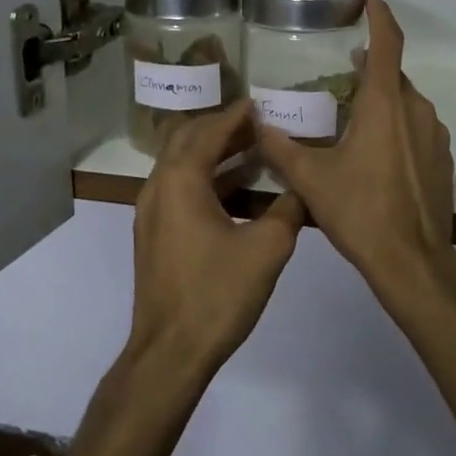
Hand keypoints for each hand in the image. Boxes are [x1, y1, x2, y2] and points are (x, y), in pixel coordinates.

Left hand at [130, 99, 304, 376]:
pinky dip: (205, 179)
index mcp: (181, 181)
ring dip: (212, 153)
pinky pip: (178, 189)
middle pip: (185, 140)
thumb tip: (304, 189)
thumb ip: (289, 210)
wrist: (170, 351)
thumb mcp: (267, 248)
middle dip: (219, 127)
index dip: (234, 116)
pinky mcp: (154, 235)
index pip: (208, 132)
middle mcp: (158, 188)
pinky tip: (236, 191)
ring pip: (180, 165)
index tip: (258, 104)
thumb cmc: (217, 294)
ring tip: (251, 150)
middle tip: (255, 123)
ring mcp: (151, 213)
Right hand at [254, 0, 455, 322]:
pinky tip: (376, 158)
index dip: (380, 17)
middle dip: (369, 72)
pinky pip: (417, 130)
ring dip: (382, 104)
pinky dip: (397, 129)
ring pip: (406, 105)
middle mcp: (416, 110)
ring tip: (352, 124)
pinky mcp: (443, 160)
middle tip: (341, 78)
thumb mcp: (311, 180)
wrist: (412, 260)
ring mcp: (435, 135)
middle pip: (393, 77)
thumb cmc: (360, 212)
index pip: (388, 44)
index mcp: (385, 104)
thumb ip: (281, 149)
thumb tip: (258, 125)